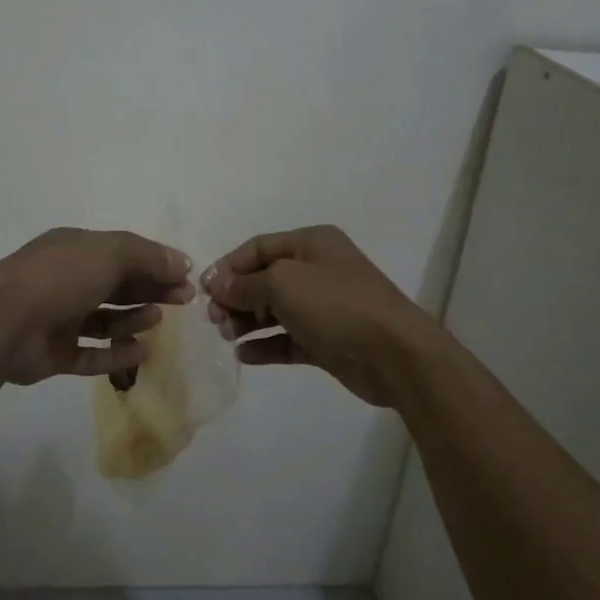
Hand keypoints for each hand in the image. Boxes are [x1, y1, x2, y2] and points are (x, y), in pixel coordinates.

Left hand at [0, 227, 195, 385]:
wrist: (2, 322)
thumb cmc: (60, 276)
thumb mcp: (110, 253)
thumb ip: (148, 256)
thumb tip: (182, 262)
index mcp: (77, 250)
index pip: (124, 253)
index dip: (156, 264)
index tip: (186, 277)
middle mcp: (68, 280)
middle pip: (118, 286)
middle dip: (151, 290)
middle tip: (183, 300)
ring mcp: (59, 318)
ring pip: (105, 321)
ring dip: (133, 320)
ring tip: (154, 321)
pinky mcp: (54, 354)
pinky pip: (91, 355)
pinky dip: (116, 355)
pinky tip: (142, 352)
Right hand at [202, 225, 443, 407]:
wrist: (395, 354)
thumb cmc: (336, 305)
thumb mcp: (284, 284)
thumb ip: (245, 284)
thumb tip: (214, 282)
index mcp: (311, 243)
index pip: (259, 247)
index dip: (229, 266)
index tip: (205, 290)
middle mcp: (317, 269)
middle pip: (264, 278)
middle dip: (236, 296)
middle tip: (214, 319)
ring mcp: (324, 306)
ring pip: (275, 310)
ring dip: (247, 321)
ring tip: (226, 336)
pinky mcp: (327, 340)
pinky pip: (288, 338)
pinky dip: (266, 344)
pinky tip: (244, 355)